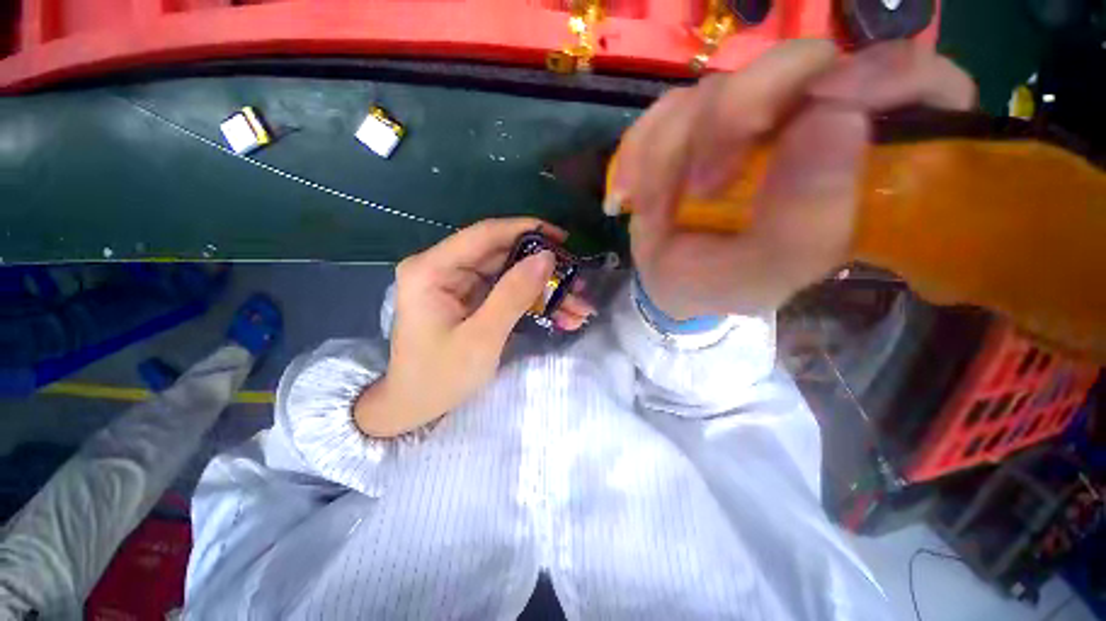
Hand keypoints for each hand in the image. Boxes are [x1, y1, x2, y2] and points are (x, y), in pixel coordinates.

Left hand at [354, 218, 595, 436]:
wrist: (415, 408)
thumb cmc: (440, 377)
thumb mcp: (482, 337)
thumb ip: (513, 294)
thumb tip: (546, 257)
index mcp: (432, 269)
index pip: (484, 234)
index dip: (526, 230)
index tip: (563, 239)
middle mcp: (443, 268)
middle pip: (501, 255)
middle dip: (542, 269)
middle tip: (578, 279)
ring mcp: (457, 284)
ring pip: (509, 274)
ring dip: (543, 289)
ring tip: (577, 304)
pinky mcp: (469, 299)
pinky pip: (506, 292)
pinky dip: (532, 302)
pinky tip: (560, 314)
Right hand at [612, 40, 975, 318]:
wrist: (668, 282)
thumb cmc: (720, 285)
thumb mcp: (763, 276)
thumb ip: (805, 224)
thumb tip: (836, 120)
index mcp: (850, 165)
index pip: (914, 86)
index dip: (887, 75)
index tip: (827, 104)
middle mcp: (802, 125)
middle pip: (796, 64)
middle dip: (736, 116)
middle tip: (701, 185)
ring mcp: (742, 119)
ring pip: (714, 88)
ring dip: (672, 151)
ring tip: (653, 209)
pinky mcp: (690, 124)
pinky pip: (662, 112)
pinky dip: (638, 153)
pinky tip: (630, 195)